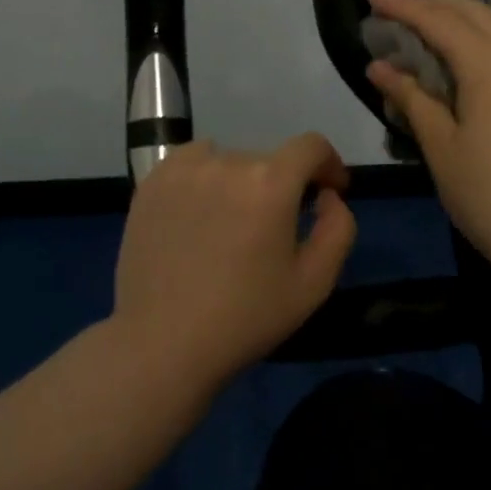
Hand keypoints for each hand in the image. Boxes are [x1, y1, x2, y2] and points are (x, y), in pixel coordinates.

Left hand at [113, 134, 357, 388]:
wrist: (162, 343)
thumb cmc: (245, 318)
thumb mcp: (313, 284)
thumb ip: (337, 229)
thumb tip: (327, 196)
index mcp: (270, 183)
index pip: (311, 146)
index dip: (328, 164)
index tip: (329, 191)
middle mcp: (228, 161)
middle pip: (269, 161)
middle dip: (281, 188)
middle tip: (272, 232)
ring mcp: (185, 168)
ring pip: (230, 162)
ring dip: (241, 183)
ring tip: (230, 225)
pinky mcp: (153, 180)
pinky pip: (192, 162)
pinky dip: (204, 178)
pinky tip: (197, 214)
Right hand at [365, 0, 490, 273]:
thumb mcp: (441, 147)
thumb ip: (411, 98)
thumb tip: (380, 67)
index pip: (438, 20)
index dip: (402, 6)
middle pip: (473, 11)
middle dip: (432, 4)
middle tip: (395, 12)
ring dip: (456, 22)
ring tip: (421, 35)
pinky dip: (477, 45)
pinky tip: (458, 68)